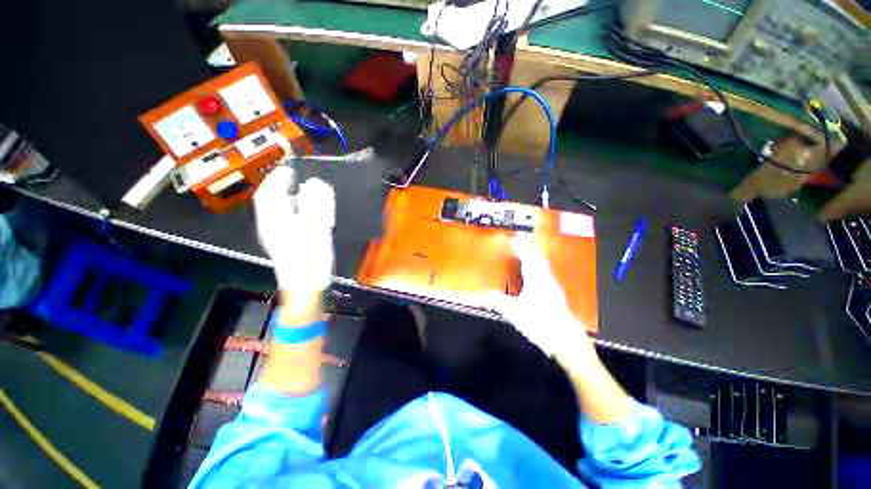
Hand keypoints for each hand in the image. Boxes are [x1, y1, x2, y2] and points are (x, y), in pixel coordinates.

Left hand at [253, 166, 335, 293]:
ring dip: (291, 199)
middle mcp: (272, 225)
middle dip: (283, 187)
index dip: (276, 178)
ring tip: (305, 193)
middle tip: (296, 178)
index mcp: (274, 220)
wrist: (306, 285)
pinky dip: (297, 211)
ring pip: (280, 211)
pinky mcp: (287, 241)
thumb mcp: (314, 228)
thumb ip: (314, 205)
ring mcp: (278, 235)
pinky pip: (288, 220)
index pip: (268, 193)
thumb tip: (314, 184)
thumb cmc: (309, 258)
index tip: (288, 168)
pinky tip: (307, 213)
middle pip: (272, 201)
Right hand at [492, 235, 593, 361]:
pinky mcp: (555, 294)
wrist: (565, 339)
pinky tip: (533, 274)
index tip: (514, 237)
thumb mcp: (514, 312)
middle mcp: (546, 279)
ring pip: (542, 265)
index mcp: (536, 279)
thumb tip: (486, 295)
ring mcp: (552, 286)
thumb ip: (499, 302)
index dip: (520, 246)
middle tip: (520, 240)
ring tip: (525, 253)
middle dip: (528, 248)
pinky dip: (537, 267)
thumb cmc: (540, 323)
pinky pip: (544, 273)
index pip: (528, 256)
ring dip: (533, 257)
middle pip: (538, 258)